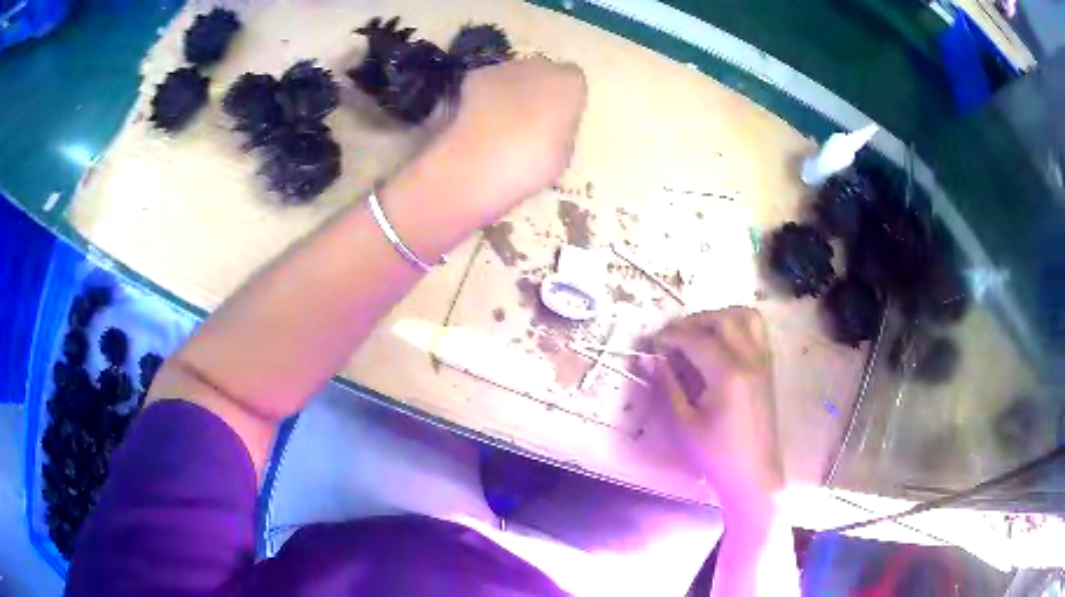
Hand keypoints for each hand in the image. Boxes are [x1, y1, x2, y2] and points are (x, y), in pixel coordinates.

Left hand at [383, 57, 586, 259]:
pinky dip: (483, 97)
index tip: (557, 121)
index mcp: (570, 85)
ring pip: (513, 75)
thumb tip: (552, 124)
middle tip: (529, 122)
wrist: (476, 164)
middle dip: (537, 90)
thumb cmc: (530, 165)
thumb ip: (561, 128)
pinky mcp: (473, 76)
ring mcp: (504, 67)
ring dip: (510, 92)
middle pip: (543, 72)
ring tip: (499, 124)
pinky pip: (485, 84)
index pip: (574, 83)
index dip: (565, 101)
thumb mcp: (563, 153)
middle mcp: (540, 65)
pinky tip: (477, 121)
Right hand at [653, 307, 783, 515]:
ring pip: (746, 317)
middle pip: (723, 320)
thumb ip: (668, 384)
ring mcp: (763, 362)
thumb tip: (649, 357)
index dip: (672, 336)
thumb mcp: (685, 423)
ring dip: (720, 317)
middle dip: (694, 321)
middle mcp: (750, 360)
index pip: (697, 340)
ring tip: (700, 333)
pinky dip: (738, 325)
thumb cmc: (716, 455)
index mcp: (728, 375)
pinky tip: (721, 344)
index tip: (653, 342)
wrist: (753, 475)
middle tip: (673, 337)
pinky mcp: (768, 369)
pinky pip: (757, 331)